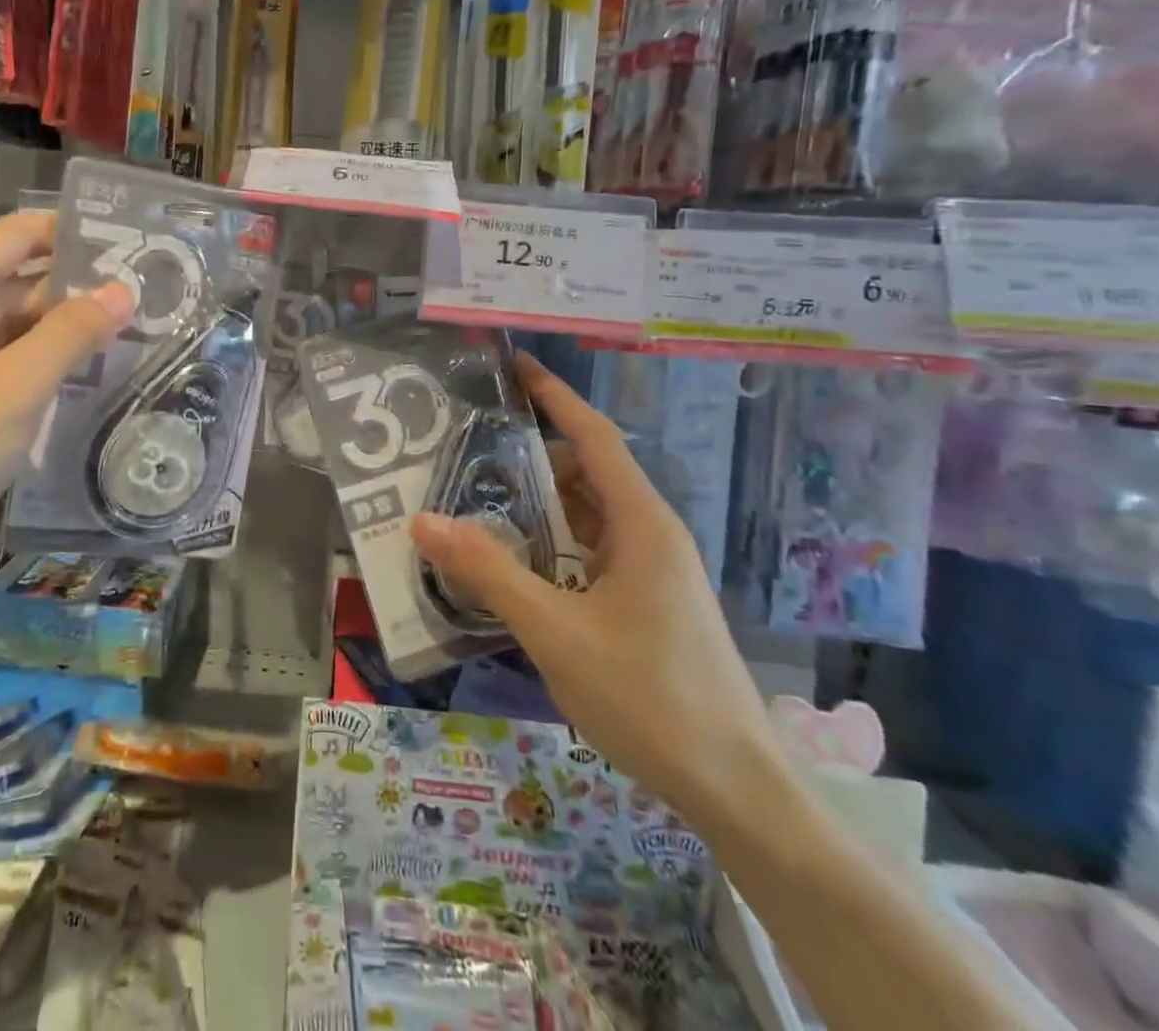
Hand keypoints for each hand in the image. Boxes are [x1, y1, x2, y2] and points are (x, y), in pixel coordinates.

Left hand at [0, 212, 132, 599]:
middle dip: (83, 289)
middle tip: (154, 302)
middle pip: (24, 280)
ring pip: (16, 329)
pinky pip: (2, 369)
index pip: (25, 233)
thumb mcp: (13, 387)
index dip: (78, 232)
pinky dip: (42, 372)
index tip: (137, 246)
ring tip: (136, 341)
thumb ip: (70, 334)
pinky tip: (87, 388)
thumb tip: (122, 290)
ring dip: (67, 335)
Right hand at [410, 353, 777, 830]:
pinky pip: (591, 553)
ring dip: (538, 508)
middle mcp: (650, 535)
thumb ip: (488, 572)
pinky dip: (552, 546)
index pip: (593, 437)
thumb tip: (422, 520)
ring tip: (477, 506)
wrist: (736, 790)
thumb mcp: (555, 631)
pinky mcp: (646, 603)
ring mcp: (651, 572)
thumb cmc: (650, 698)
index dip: (555, 397)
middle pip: (585, 474)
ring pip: (587, 517)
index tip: (516, 367)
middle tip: (467, 455)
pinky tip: (513, 567)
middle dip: (529, 459)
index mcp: (641, 524)